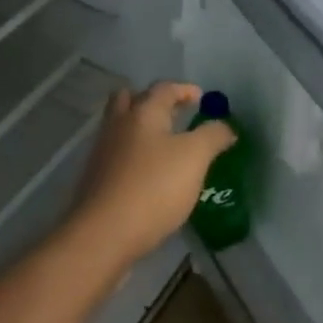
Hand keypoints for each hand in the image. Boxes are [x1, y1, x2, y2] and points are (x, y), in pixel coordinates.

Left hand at [65, 82, 235, 275]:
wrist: (104, 233)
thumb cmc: (154, 187)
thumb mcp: (195, 157)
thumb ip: (213, 136)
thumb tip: (225, 126)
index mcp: (143, 113)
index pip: (164, 89)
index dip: (185, 90)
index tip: (201, 98)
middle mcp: (118, 126)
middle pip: (130, 99)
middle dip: (152, 101)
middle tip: (173, 114)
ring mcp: (102, 153)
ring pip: (121, 127)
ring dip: (141, 129)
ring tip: (165, 146)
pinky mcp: (96, 179)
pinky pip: (117, 155)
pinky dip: (133, 154)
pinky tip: (149, 174)